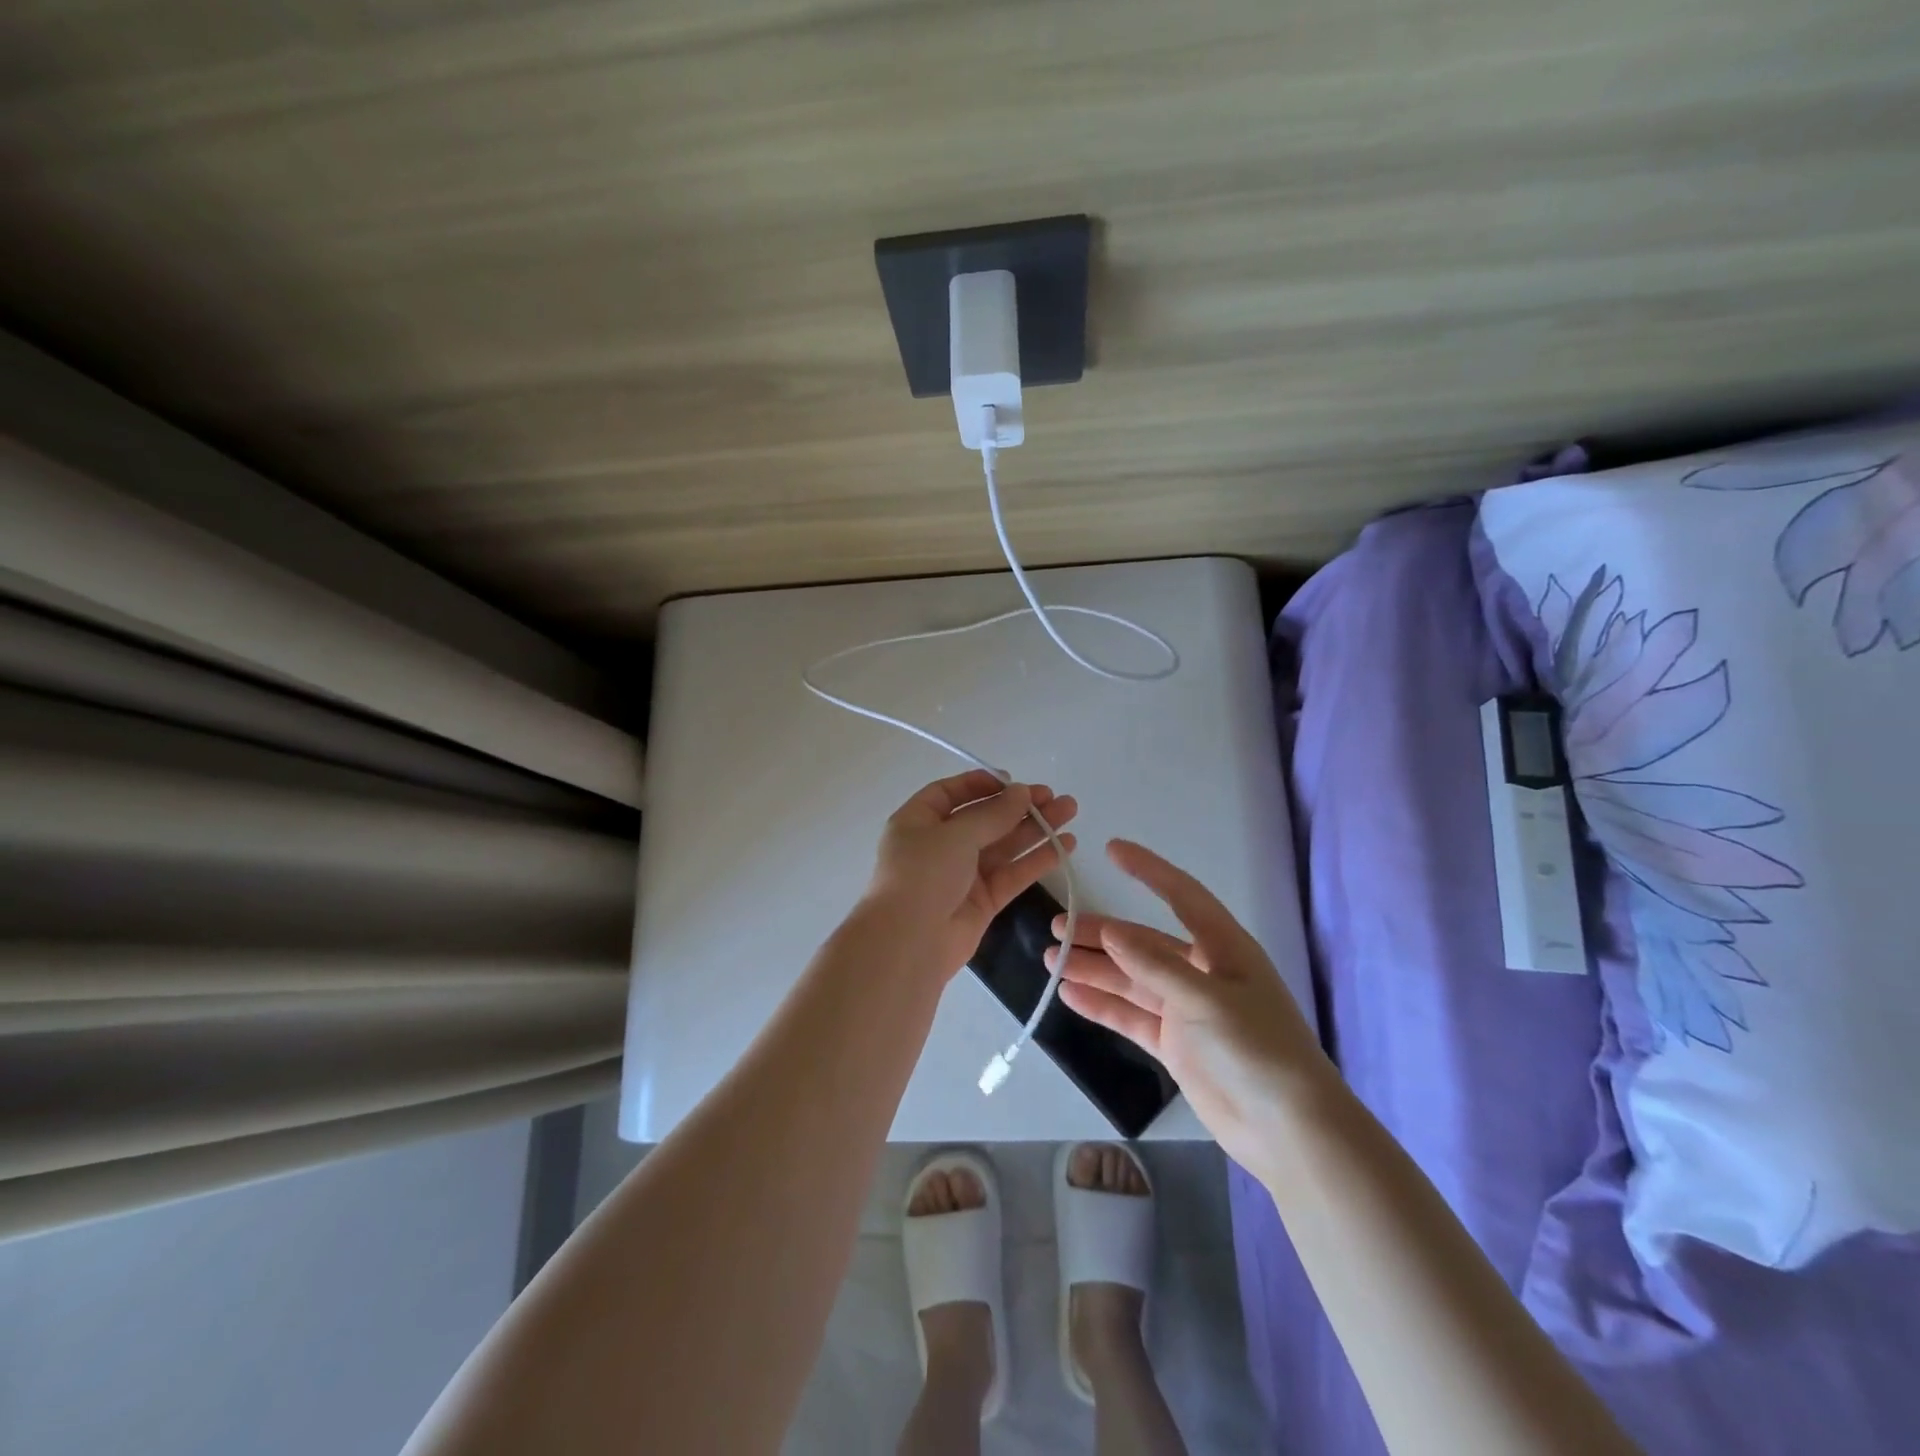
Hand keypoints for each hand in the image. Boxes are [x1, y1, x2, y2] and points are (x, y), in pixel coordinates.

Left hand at [865, 770, 1077, 979]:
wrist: (909, 943)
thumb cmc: (923, 874)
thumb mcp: (956, 834)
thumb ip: (993, 814)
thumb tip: (1022, 792)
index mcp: (918, 821)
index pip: (950, 794)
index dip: (981, 784)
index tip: (1014, 781)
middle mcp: (939, 845)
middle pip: (984, 818)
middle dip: (1019, 806)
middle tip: (1055, 797)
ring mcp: (962, 875)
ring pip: (1003, 846)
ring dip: (1035, 828)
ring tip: (1070, 811)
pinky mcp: (982, 901)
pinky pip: (1012, 874)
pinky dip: (1037, 860)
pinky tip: (1065, 846)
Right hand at [1049, 839, 1332, 1173]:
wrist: (1288, 1130)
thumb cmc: (1256, 1049)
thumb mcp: (1205, 999)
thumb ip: (1154, 966)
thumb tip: (1111, 932)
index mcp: (1223, 948)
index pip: (1181, 895)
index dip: (1148, 870)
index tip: (1111, 849)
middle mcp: (1202, 972)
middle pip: (1143, 942)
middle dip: (1101, 934)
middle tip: (1056, 927)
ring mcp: (1187, 1010)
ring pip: (1131, 980)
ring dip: (1094, 970)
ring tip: (1051, 960)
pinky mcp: (1175, 1044)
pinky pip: (1131, 1016)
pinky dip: (1102, 1006)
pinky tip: (1070, 996)